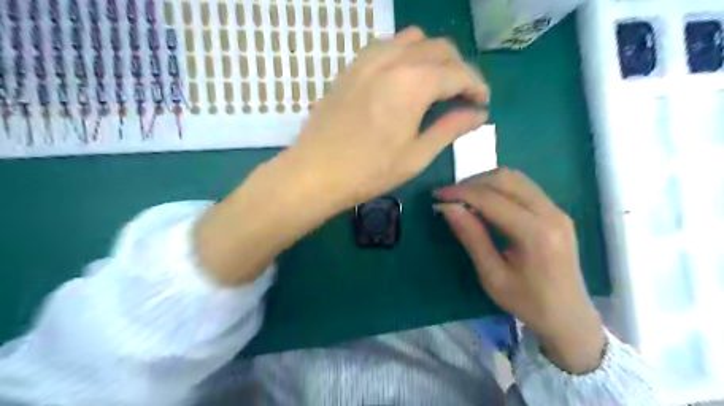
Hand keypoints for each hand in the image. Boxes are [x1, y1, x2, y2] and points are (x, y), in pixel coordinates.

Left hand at [291, 25, 488, 205]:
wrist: (316, 173)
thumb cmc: (369, 171)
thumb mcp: (416, 156)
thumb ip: (450, 129)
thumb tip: (478, 114)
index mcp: (413, 83)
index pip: (458, 73)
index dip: (476, 86)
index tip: (482, 103)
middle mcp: (392, 60)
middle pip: (439, 49)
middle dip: (458, 68)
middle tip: (462, 95)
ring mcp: (367, 60)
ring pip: (412, 40)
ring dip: (432, 57)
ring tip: (435, 84)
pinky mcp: (351, 67)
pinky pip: (386, 46)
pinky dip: (405, 55)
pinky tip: (404, 79)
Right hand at [435, 168, 606, 373]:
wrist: (569, 316)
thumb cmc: (527, 302)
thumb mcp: (492, 275)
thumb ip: (471, 237)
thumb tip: (448, 207)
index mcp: (536, 233)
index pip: (491, 199)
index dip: (461, 193)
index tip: (438, 195)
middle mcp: (551, 213)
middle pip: (506, 178)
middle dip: (472, 182)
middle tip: (450, 196)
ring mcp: (557, 210)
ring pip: (516, 177)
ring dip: (485, 182)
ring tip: (464, 197)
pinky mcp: (557, 211)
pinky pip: (524, 187)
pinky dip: (499, 187)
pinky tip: (485, 201)